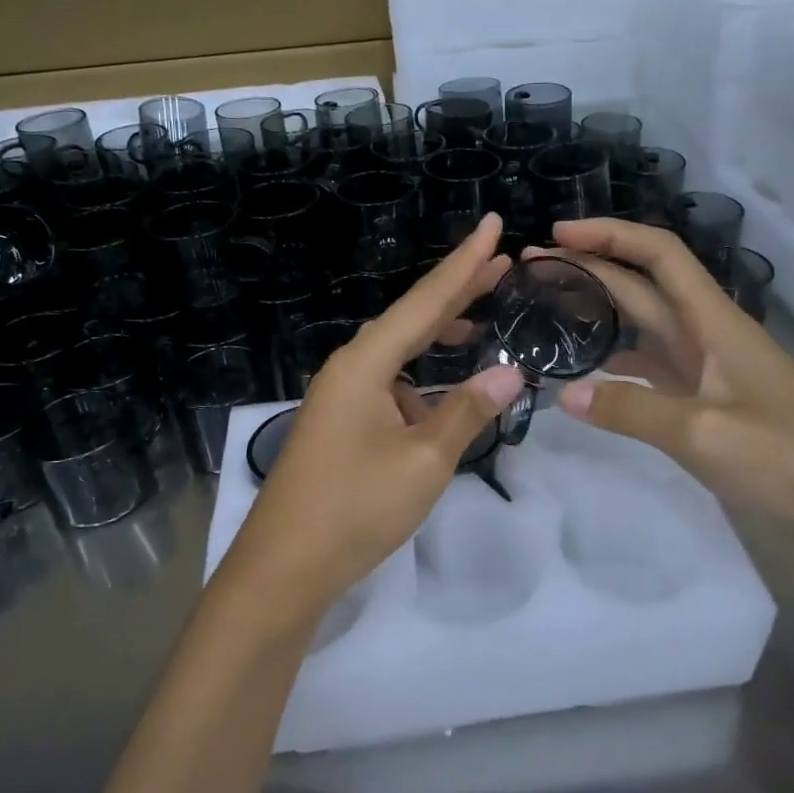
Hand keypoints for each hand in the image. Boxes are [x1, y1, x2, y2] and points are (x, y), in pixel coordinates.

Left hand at [220, 214, 524, 629]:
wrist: (283, 568)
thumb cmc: (354, 508)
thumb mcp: (424, 461)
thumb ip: (468, 411)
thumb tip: (511, 371)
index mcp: (365, 363)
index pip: (425, 300)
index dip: (464, 263)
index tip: (493, 224)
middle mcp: (349, 368)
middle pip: (410, 318)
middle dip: (457, 292)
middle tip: (500, 266)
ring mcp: (340, 397)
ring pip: (399, 353)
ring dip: (438, 340)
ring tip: (479, 328)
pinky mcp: (340, 424)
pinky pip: (388, 385)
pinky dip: (420, 382)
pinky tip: (441, 403)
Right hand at [534, 218, 793, 548]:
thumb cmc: (790, 461)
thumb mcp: (706, 434)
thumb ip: (632, 411)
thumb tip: (563, 394)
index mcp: (715, 323)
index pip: (660, 256)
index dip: (611, 236)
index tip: (558, 236)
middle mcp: (708, 336)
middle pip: (643, 286)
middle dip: (590, 268)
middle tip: (530, 270)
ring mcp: (707, 372)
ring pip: (643, 327)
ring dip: (599, 312)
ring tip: (547, 311)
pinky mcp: (705, 405)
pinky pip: (650, 370)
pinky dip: (615, 363)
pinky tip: (585, 374)